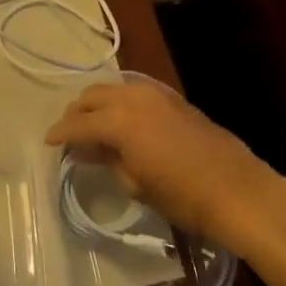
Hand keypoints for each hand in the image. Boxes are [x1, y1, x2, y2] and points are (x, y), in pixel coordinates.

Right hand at [45, 79, 279, 248]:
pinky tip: (121, 121)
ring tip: (93, 126)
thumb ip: (107, 160)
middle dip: (77, 112)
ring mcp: (156, 93)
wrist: (237, 189)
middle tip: (70, 133)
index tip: (49, 141)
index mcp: (120, 121)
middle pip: (93, 96)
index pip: (79, 123)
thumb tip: (86, 150)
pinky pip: (135, 91)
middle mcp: (134, 97)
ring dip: (98, 103)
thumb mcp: (137, 185)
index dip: (60, 132)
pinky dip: (120, 101)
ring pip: (114, 88)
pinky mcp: (173, 98)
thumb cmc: (183, 196)